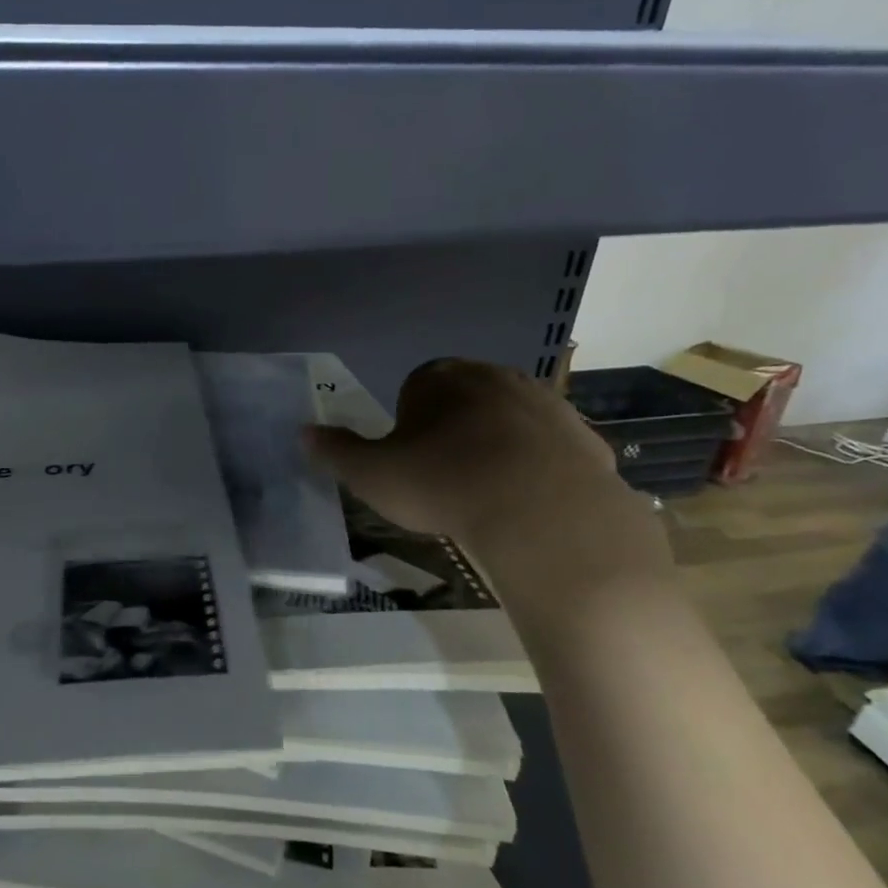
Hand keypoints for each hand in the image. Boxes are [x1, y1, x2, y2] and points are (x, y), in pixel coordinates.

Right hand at [306, 359, 666, 587]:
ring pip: (509, 421)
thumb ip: (336, 452)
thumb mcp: (371, 475)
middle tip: (443, 479)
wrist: (543, 512)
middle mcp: (494, 376)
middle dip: (452, 432)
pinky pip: (549, 448)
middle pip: (463, 401)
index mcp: (439, 378)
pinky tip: (527, 502)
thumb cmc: (443, 484)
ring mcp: (545, 402)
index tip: (409, 463)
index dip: (407, 427)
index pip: (414, 390)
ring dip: (496, 447)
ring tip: (486, 494)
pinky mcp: (583, 435)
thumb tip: (303, 432)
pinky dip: (537, 468)